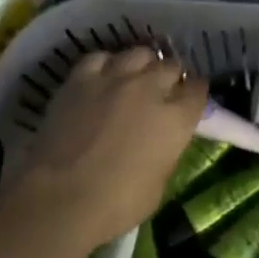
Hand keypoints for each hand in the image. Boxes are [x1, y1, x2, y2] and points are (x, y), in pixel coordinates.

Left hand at [2, 47, 207, 252]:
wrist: (60, 198)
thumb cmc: (116, 204)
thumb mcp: (158, 184)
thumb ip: (167, 151)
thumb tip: (163, 140)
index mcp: (176, 118)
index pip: (198, 89)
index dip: (194, 95)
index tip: (188, 103)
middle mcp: (150, 88)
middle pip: (170, 66)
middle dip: (170, 78)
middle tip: (161, 94)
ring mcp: (114, 78)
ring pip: (139, 53)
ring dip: (142, 65)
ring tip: (134, 79)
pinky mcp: (80, 78)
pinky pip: (100, 57)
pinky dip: (106, 65)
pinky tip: (102, 78)